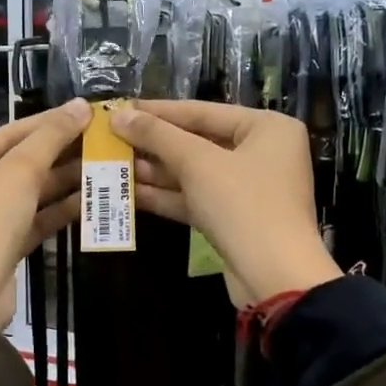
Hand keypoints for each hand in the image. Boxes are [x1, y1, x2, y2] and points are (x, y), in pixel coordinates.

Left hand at [0, 99, 88, 326]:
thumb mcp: (19, 173)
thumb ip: (50, 137)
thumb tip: (81, 105)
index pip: (9, 134)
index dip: (49, 122)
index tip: (86, 112)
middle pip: (19, 162)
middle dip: (60, 152)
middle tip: (100, 139)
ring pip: (29, 191)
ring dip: (64, 180)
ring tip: (103, 165)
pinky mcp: (1, 244)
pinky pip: (32, 218)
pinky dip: (58, 209)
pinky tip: (90, 198)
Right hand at [110, 100, 339, 307]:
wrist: (274, 277)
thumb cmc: (243, 204)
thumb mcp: (198, 163)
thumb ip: (158, 136)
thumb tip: (119, 116)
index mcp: (267, 128)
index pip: (203, 112)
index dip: (159, 111)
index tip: (121, 109)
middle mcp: (262, 152)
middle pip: (197, 141)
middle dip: (153, 144)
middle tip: (111, 138)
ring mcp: (248, 188)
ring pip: (193, 172)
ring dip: (154, 170)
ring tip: (112, 163)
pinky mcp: (233, 218)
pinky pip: (195, 197)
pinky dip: (166, 195)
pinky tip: (129, 191)